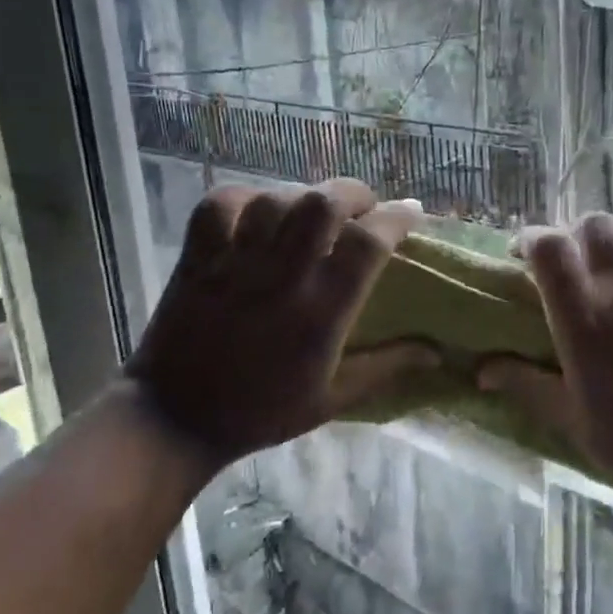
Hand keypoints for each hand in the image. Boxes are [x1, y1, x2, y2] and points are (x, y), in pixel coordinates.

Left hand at [127, 179, 437, 475]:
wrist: (176, 420)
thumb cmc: (261, 413)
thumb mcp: (332, 399)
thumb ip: (386, 367)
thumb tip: (436, 351)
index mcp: (320, 313)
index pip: (367, 244)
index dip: (397, 218)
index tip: (411, 211)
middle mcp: (280, 279)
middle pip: (322, 204)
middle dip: (352, 193)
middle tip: (362, 206)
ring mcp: (233, 264)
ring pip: (275, 198)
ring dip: (303, 194)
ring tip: (313, 209)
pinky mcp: (197, 259)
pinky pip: (220, 203)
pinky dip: (245, 196)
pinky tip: (260, 209)